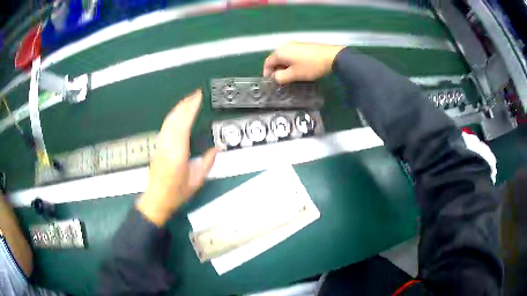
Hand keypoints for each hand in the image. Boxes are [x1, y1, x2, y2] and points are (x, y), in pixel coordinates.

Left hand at [137, 90, 217, 226]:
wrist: (157, 198)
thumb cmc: (177, 192)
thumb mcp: (197, 179)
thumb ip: (209, 161)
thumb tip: (218, 147)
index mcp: (177, 153)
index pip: (183, 123)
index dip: (191, 108)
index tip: (198, 97)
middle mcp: (166, 145)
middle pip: (174, 118)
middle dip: (185, 103)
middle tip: (196, 94)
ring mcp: (160, 145)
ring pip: (168, 120)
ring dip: (178, 107)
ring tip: (188, 100)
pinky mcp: (157, 146)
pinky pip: (165, 126)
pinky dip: (173, 115)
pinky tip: (177, 113)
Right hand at [263, 42, 344, 83]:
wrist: (331, 56)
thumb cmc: (311, 66)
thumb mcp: (294, 75)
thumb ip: (281, 77)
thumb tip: (275, 77)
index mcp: (280, 52)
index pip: (267, 63)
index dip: (267, 73)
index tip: (271, 82)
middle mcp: (284, 46)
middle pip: (275, 59)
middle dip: (276, 70)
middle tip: (281, 81)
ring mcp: (294, 44)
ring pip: (284, 57)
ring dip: (284, 67)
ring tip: (290, 76)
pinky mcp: (302, 45)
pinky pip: (291, 54)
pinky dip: (291, 62)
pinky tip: (298, 68)